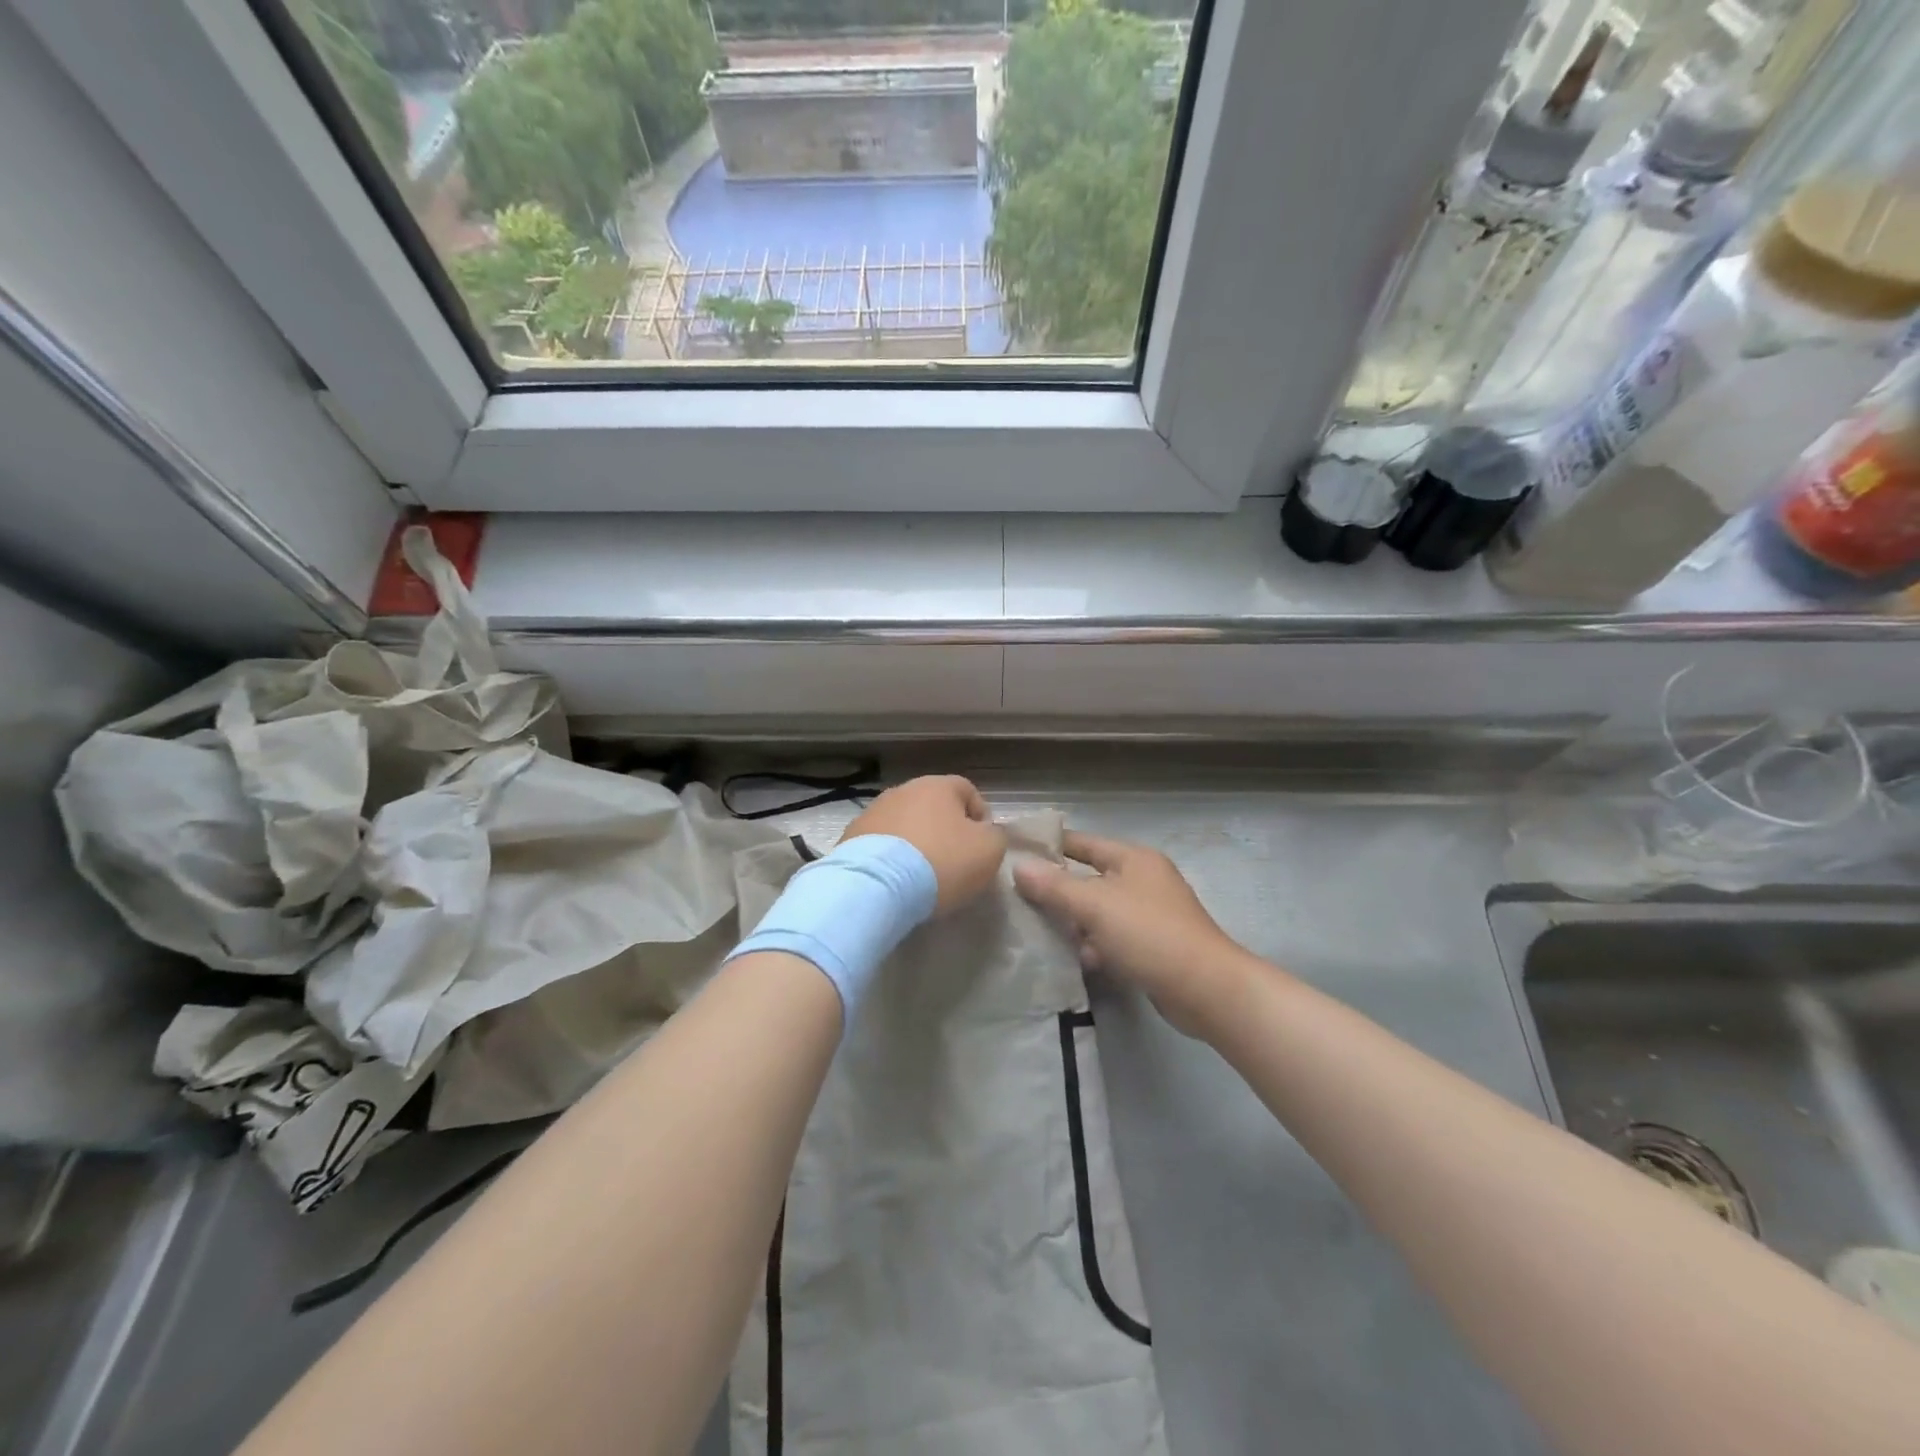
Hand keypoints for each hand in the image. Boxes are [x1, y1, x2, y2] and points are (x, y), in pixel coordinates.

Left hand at [841, 776, 1006, 914]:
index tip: (983, 846)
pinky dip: (891, 858)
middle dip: (945, 830)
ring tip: (921, 876)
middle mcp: (902, 790)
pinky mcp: (850, 838)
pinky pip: (881, 845)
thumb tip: (985, 834)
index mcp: (938, 786)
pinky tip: (896, 881)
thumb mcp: (989, 850)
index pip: (968, 791)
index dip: (981, 817)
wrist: (876, 886)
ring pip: (905, 825)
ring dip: (916, 843)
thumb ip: (995, 836)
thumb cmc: (941, 862)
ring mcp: (872, 812)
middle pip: (933, 807)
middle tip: (954, 862)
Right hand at [1015, 832, 1253, 1037]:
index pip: (1082, 842)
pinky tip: (1074, 960)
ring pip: (1099, 912)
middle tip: (1017, 900)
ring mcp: (1150, 915)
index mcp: (1133, 859)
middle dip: (1057, 891)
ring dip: (1074, 923)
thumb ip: (1055, 886)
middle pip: (1089, 878)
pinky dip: (1094, 946)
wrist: (1206, 990)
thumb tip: (1018, 866)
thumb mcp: (1095, 905)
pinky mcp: (1152, 947)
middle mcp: (1143, 881)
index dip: (1050, 846)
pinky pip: (1112, 939)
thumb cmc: (1149, 934)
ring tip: (1036, 933)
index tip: (1015, 853)